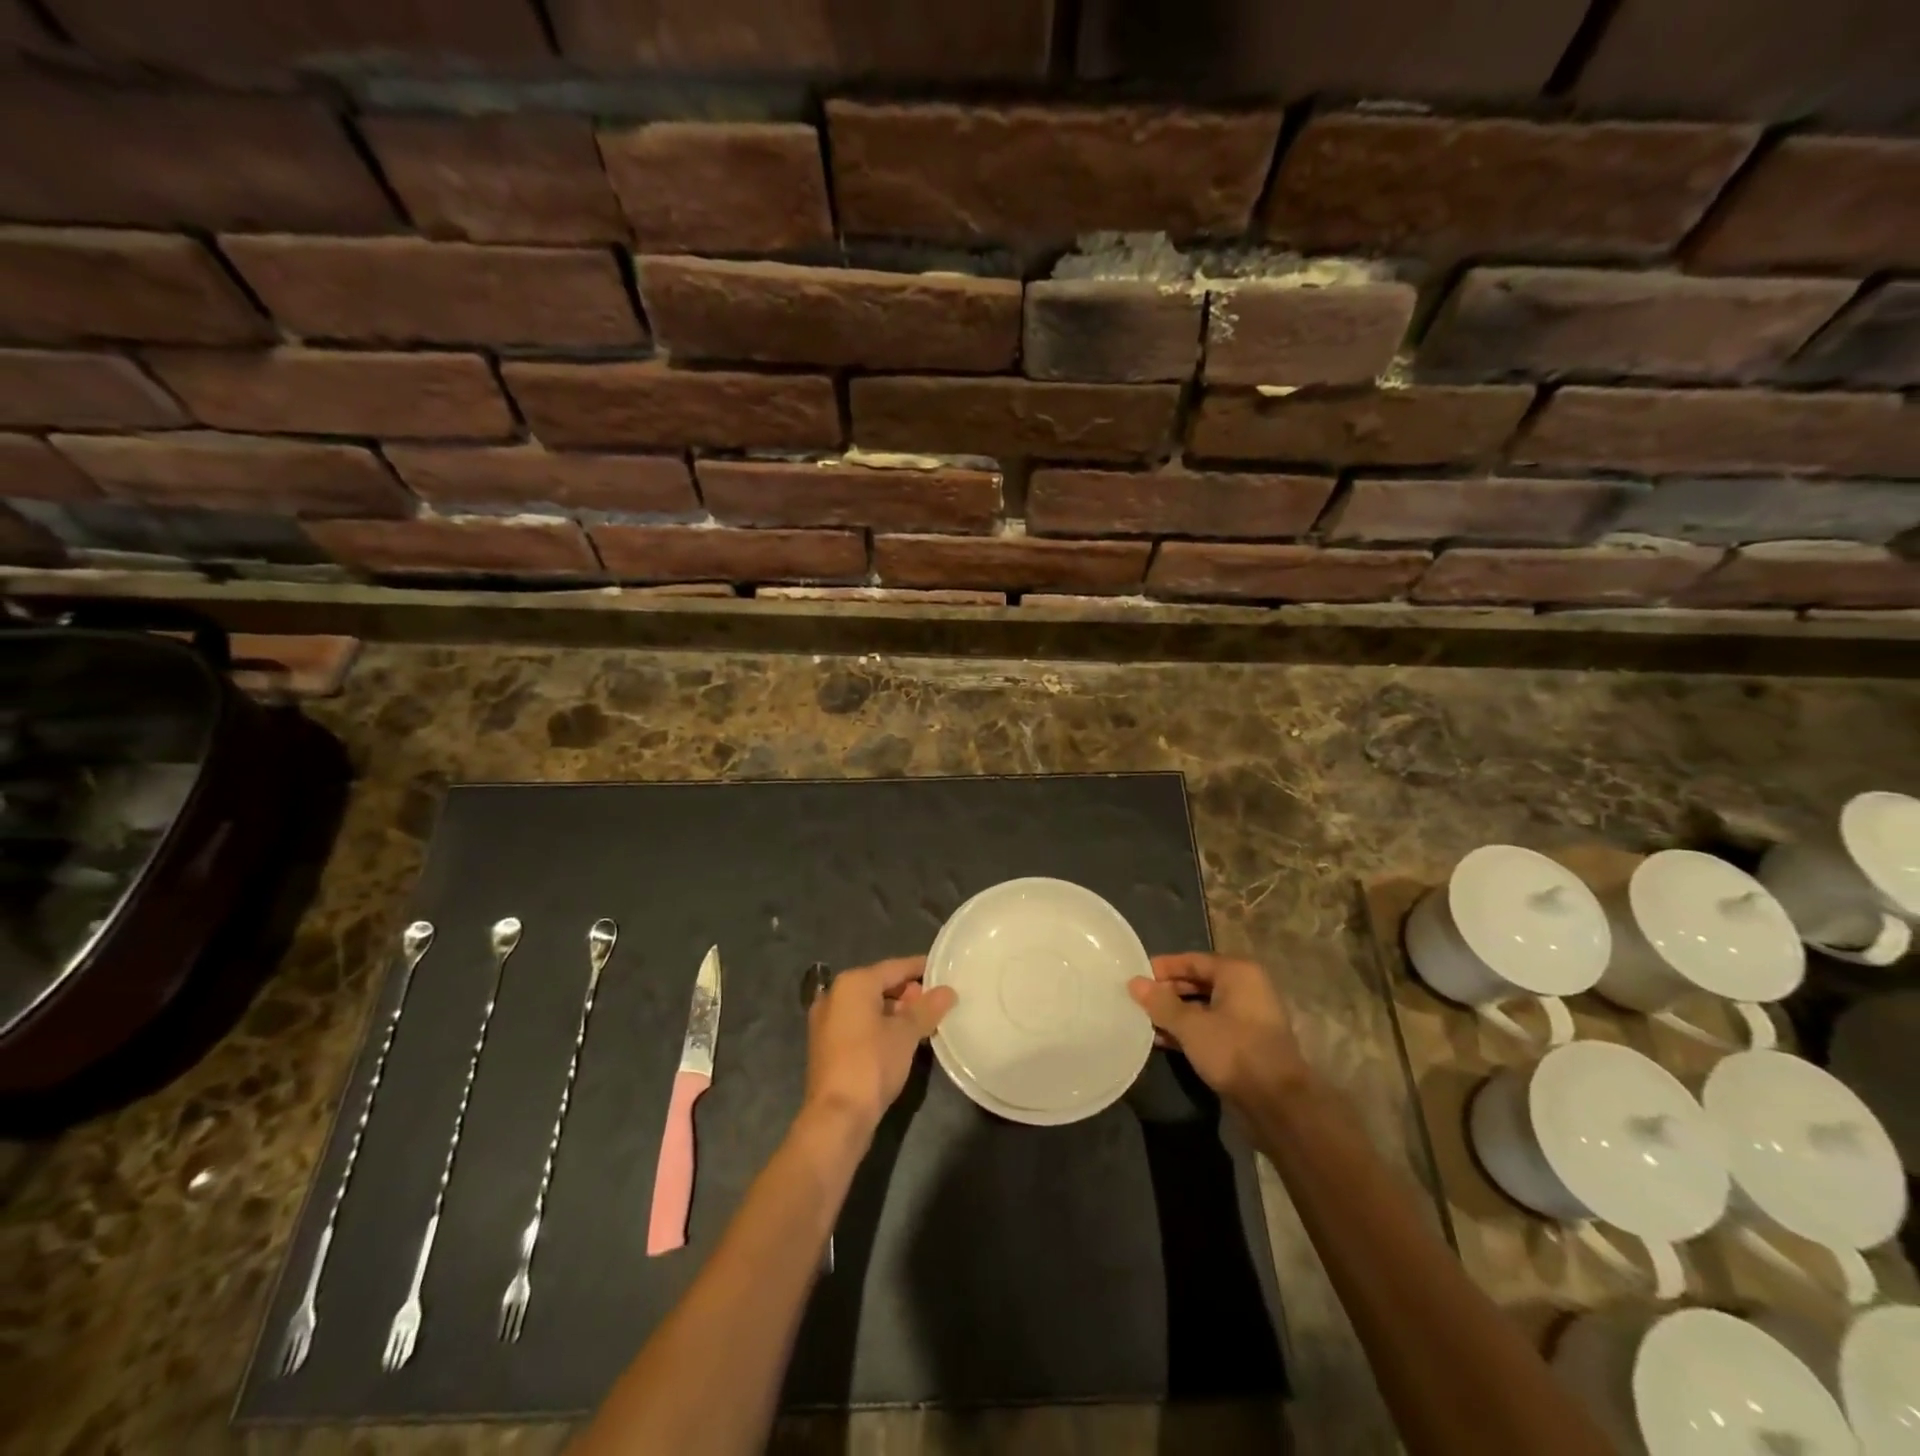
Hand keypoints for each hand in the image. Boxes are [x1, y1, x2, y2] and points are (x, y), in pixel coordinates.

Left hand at [804, 956, 954, 1136]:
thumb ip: (927, 1008)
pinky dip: (880, 1026)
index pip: (894, 967)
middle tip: (937, 1002)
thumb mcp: (906, 1034)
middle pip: (880, 985)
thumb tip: (948, 991)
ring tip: (924, 1022)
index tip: (943, 970)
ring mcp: (827, 1021)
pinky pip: (860, 1023)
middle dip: (909, 993)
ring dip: (896, 1012)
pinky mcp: (827, 1045)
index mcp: (852, 984)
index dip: (920, 968)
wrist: (837, 1116)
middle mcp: (835, 995)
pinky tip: (902, 1039)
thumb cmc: (872, 1064)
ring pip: (869, 1006)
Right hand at [1129, 953, 1311, 1110]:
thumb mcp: (1191, 1025)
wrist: (1277, 1103)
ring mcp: (1248, 1017)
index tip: (1135, 976)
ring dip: (1175, 1014)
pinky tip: (1162, 1041)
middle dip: (1167, 992)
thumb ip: (1161, 1003)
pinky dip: (1189, 1031)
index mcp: (1237, 973)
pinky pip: (1211, 1027)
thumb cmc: (1233, 1051)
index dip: (1162, 968)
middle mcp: (1246, 988)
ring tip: (1144, 1021)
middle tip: (1137, 1000)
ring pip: (1204, 1007)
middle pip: (1198, 982)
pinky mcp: (1246, 1043)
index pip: (1192, 960)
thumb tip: (1134, 982)